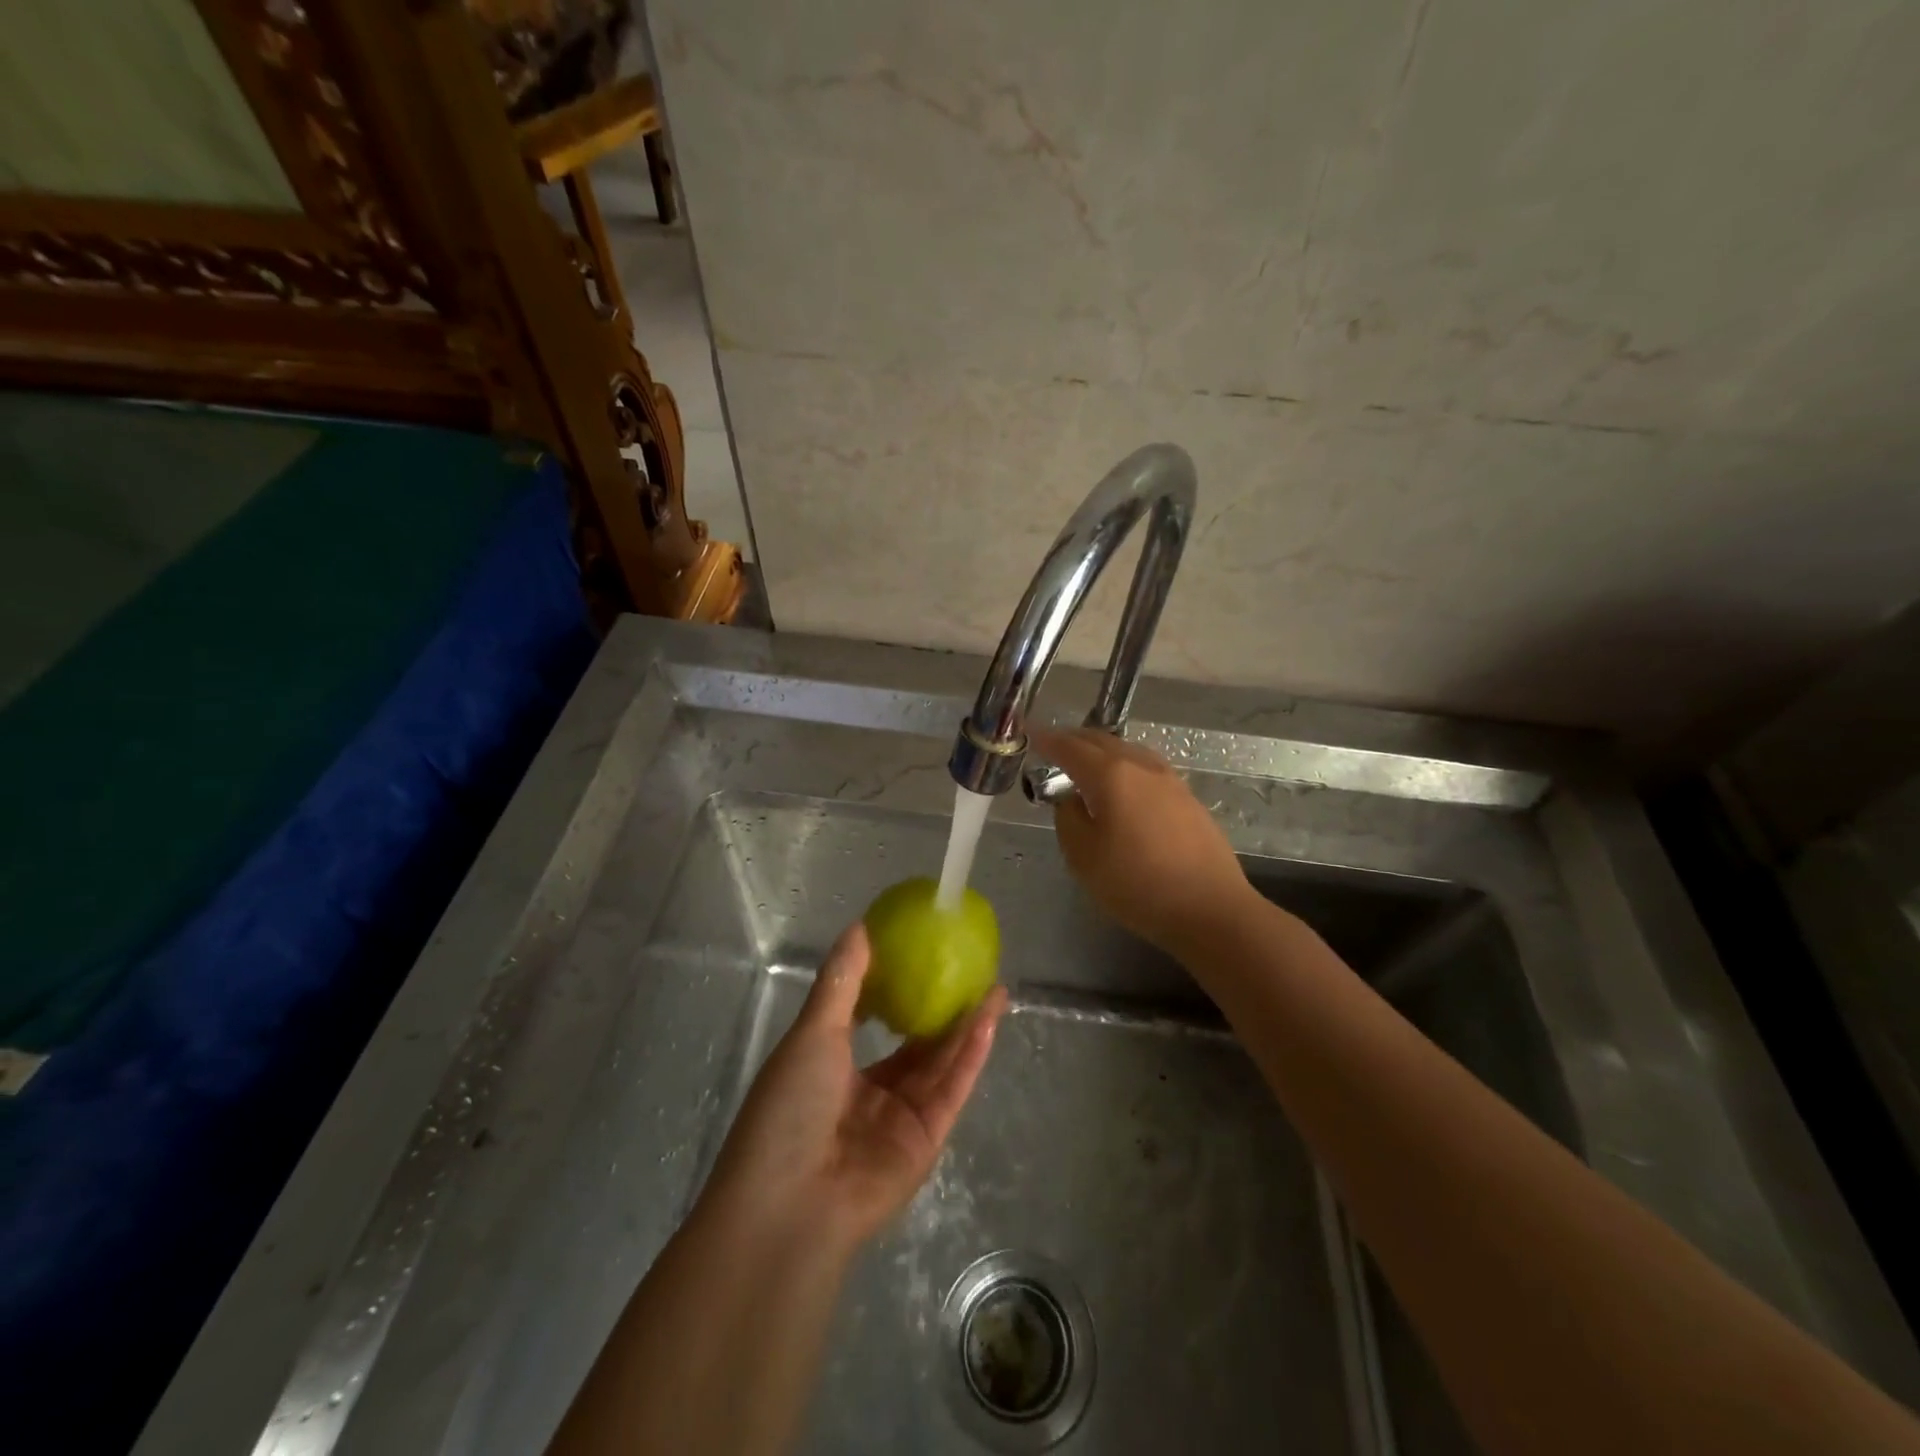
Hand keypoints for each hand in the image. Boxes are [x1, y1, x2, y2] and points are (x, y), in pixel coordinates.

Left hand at [701, 922, 1007, 1254]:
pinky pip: (953, 1088)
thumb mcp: (812, 1033)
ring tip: (993, 986)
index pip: (871, 1022)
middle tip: (969, 970)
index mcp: (833, 1068)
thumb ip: (842, 981)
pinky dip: (971, 1054)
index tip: (921, 955)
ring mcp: (900, 1118)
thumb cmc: (790, 1107)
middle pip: (916, 1044)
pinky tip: (988, 1019)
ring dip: (967, 1026)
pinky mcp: (927, 1140)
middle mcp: (870, 1093)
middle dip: (942, 1008)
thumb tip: (860, 926)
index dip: (896, 990)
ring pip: (941, 1062)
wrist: (791, 1204)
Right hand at [1033, 726, 1252, 951]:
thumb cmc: (1137, 884)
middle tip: (1053, 746)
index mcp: (1111, 775)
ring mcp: (1170, 780)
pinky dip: (1124, 766)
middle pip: (1102, 741)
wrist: (1210, 908)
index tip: (1030, 734)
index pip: (1070, 747)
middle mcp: (1141, 766)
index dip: (1047, 740)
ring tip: (1085, 763)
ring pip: (1127, 751)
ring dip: (1102, 751)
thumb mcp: (1082, 857)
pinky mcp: (1187, 797)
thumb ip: (1068, 818)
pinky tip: (1122, 785)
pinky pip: (1146, 768)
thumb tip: (1071, 798)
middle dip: (1074, 740)